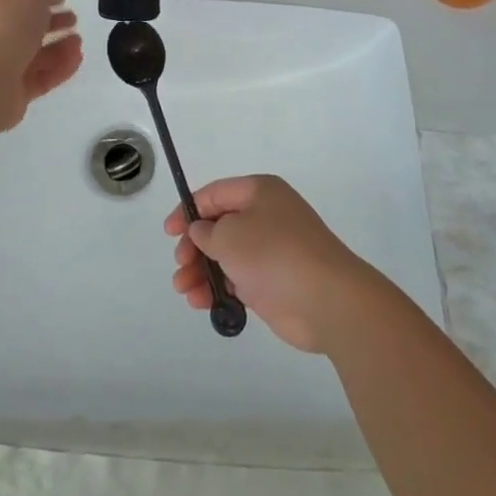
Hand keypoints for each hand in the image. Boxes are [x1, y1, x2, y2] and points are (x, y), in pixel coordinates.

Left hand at [0, 0, 81, 129]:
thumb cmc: (4, 27)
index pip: (10, 1)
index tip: (61, 0)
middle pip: (24, 29)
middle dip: (52, 24)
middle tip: (73, 21)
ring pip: (34, 55)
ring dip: (59, 47)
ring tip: (78, 43)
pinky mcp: (11, 94)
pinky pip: (40, 78)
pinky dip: (59, 68)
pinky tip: (76, 59)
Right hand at [165, 175, 383, 353]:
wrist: (326, 300)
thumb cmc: (274, 254)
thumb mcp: (229, 235)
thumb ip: (206, 231)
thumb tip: (201, 231)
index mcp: (259, 192)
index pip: (215, 194)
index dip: (189, 210)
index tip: (169, 232)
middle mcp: (266, 216)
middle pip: (219, 227)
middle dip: (194, 247)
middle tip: (180, 266)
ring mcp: (271, 251)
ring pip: (226, 256)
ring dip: (201, 271)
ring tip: (186, 292)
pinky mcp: (273, 283)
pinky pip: (238, 280)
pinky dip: (219, 289)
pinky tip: (202, 303)